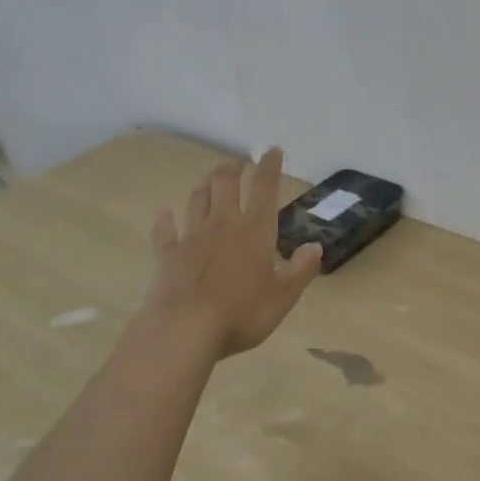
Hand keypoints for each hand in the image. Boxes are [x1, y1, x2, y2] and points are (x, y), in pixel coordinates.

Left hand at [145, 147, 322, 358]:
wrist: (185, 329)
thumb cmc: (242, 313)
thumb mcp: (283, 297)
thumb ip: (301, 269)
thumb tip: (316, 246)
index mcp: (255, 232)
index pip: (265, 190)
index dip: (270, 168)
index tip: (272, 150)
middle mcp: (223, 225)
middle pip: (225, 185)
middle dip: (232, 169)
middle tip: (237, 162)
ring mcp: (192, 237)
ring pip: (197, 200)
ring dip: (205, 186)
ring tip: (210, 179)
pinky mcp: (167, 255)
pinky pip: (165, 231)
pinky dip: (165, 219)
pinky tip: (163, 211)